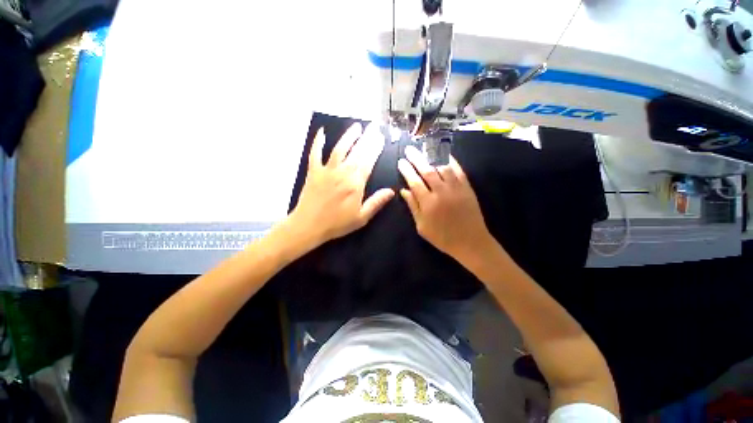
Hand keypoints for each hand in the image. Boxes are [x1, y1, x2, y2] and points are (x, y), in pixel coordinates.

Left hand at [288, 122, 393, 247]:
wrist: (309, 226)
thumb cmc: (336, 224)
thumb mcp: (361, 218)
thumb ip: (376, 202)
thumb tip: (391, 191)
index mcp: (355, 184)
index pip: (368, 162)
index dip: (375, 149)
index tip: (380, 138)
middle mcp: (342, 173)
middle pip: (357, 152)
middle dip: (367, 138)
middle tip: (374, 127)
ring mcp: (326, 170)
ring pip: (339, 149)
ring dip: (348, 136)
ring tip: (356, 126)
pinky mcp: (313, 171)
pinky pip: (315, 153)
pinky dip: (317, 142)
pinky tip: (322, 132)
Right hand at [398, 145, 493, 260]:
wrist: (470, 242)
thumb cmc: (442, 237)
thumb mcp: (422, 227)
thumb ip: (413, 207)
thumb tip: (404, 191)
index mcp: (428, 203)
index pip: (414, 182)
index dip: (407, 170)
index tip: (401, 162)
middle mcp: (441, 192)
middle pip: (427, 171)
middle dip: (417, 158)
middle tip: (409, 149)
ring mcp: (456, 188)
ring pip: (443, 167)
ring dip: (433, 157)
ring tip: (425, 149)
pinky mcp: (467, 188)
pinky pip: (459, 171)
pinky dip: (451, 161)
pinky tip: (445, 155)